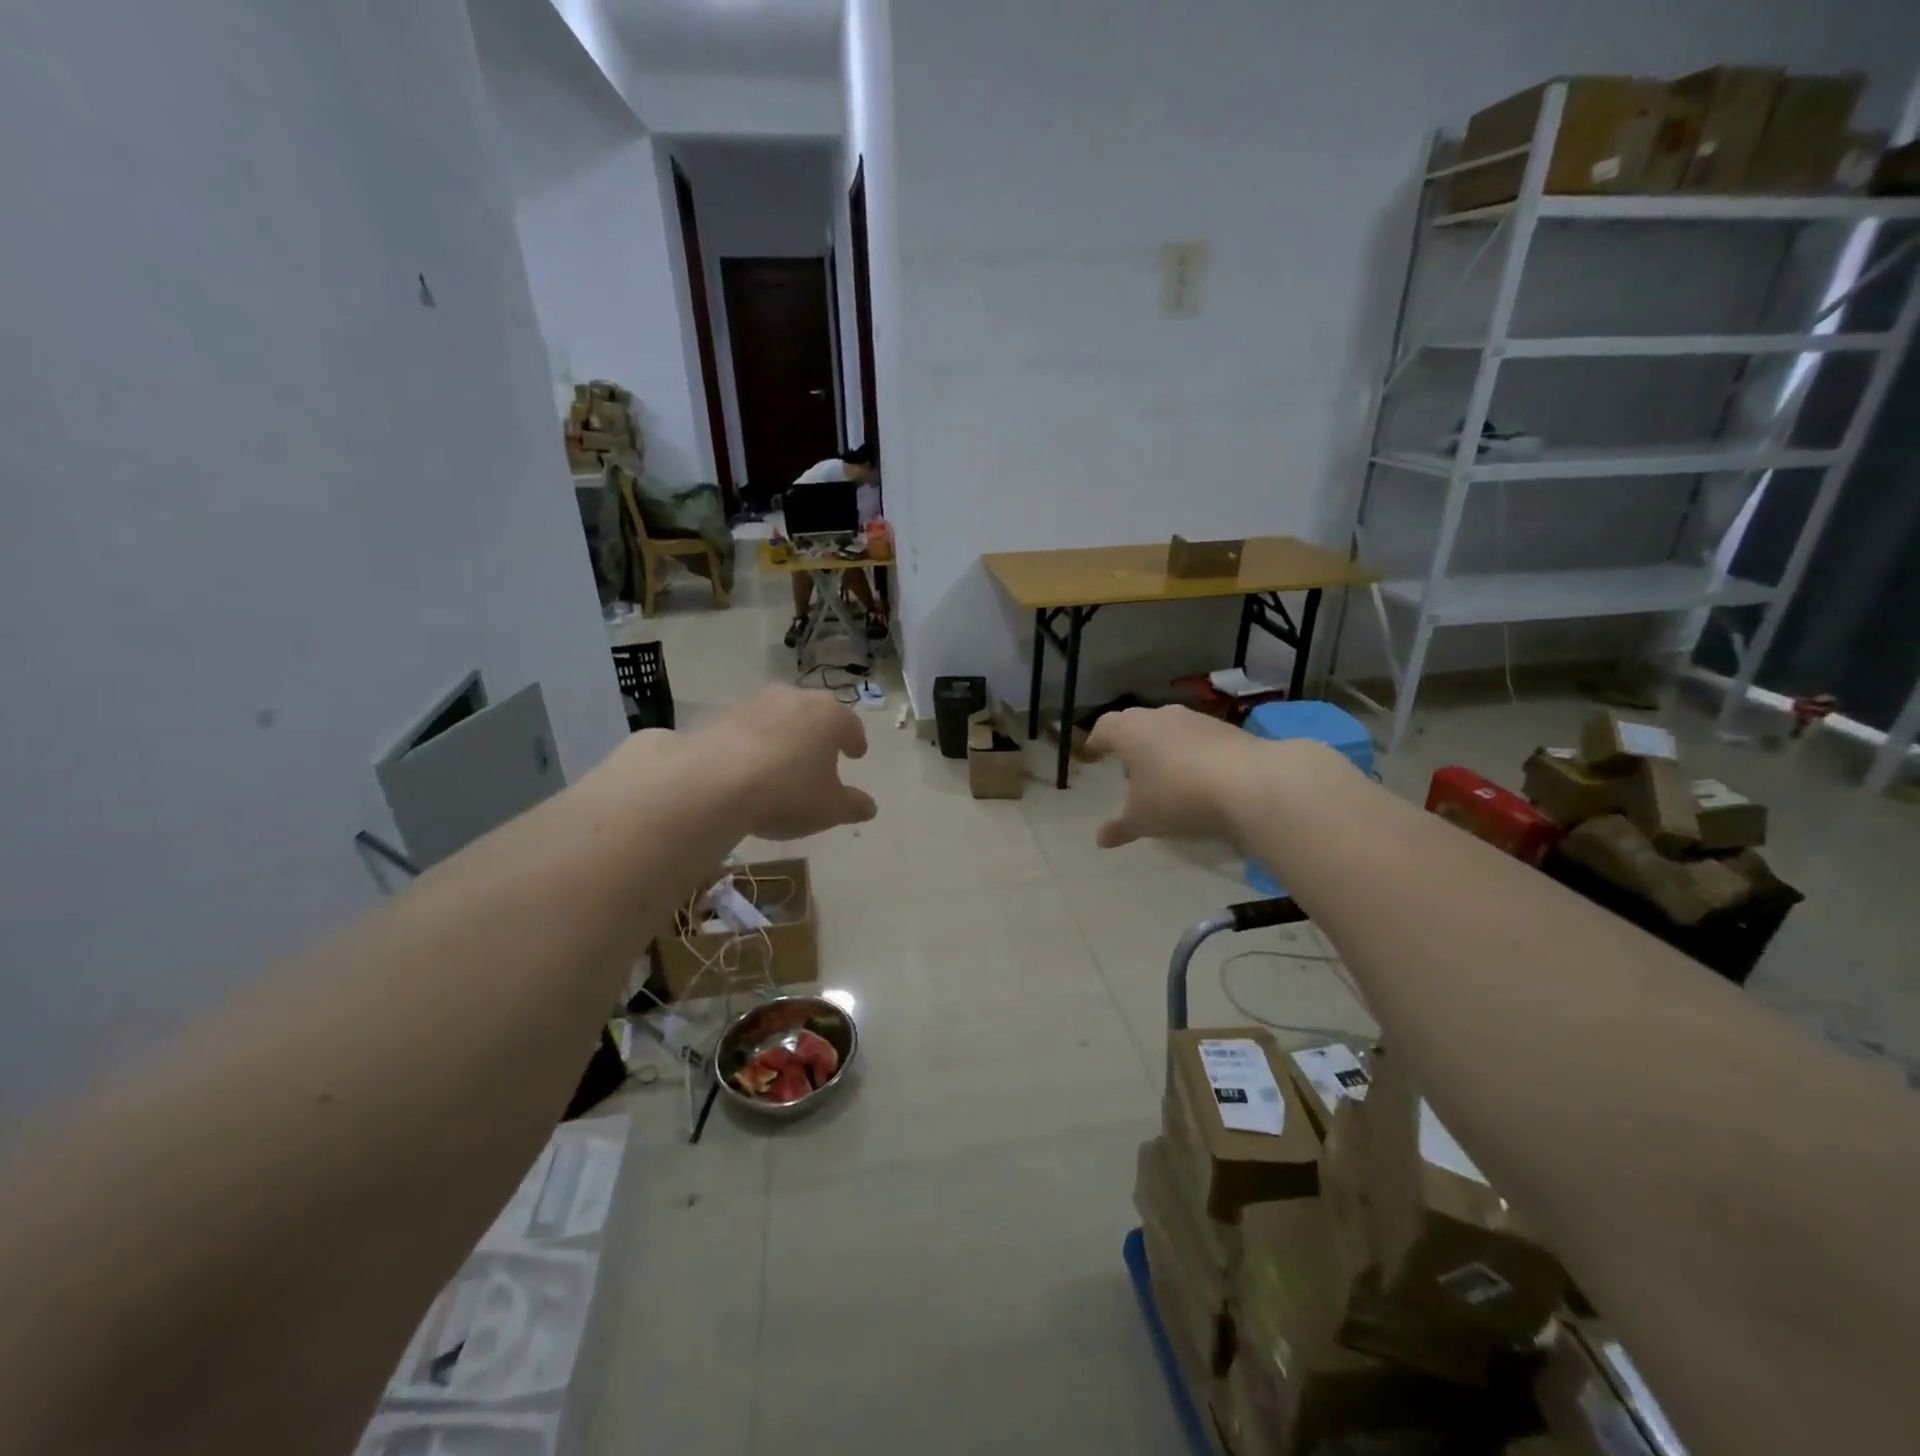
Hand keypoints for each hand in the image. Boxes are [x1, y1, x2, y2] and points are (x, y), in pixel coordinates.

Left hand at [691, 687, 878, 840]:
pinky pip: (748, 731)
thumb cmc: (787, 792)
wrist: (713, 783)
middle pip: (813, 715)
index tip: (856, 754)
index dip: (855, 741)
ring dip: (785, 737)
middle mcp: (794, 699)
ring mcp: (754, 705)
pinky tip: (751, 769)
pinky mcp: (721, 718)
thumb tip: (869, 807)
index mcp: (829, 715)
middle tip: (822, 754)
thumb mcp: (830, 809)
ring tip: (783, 764)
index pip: (850, 725)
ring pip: (779, 719)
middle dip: (819, 734)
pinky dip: (754, 745)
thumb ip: (852, 806)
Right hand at [1085, 706, 1264, 848]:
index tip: (1094, 754)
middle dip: (1129, 745)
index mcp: (1129, 731)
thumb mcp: (1142, 820)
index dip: (1097, 742)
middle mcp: (1158, 716)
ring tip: (1165, 778)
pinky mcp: (1224, 728)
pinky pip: (1196, 738)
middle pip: (1135, 724)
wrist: (1248, 783)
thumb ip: (1119, 827)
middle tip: (1129, 771)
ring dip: (1161, 748)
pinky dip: (1190, 753)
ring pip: (1167, 729)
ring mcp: (1194, 719)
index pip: (1103, 728)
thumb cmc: (1177, 796)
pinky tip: (1197, 778)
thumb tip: (1101, 839)